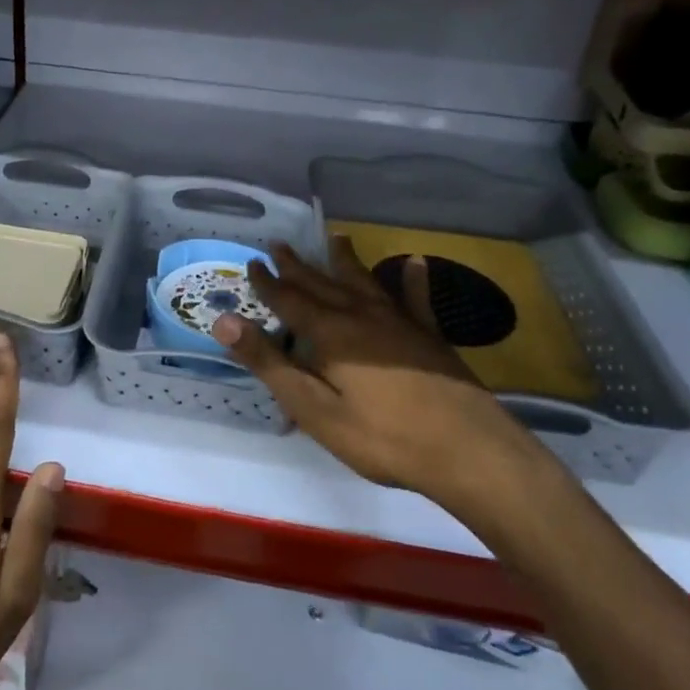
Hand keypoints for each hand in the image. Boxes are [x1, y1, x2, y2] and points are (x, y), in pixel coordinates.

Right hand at [211, 239, 546, 524]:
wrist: (467, 450)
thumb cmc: (381, 436)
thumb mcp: (313, 407)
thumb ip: (269, 363)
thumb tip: (223, 321)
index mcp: (330, 333)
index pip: (290, 300)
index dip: (268, 283)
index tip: (252, 263)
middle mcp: (362, 316)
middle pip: (323, 285)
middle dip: (298, 266)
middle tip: (280, 244)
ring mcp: (400, 323)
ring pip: (365, 282)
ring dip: (346, 261)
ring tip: (335, 239)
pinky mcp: (429, 337)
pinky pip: (416, 300)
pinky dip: (412, 280)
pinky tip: (416, 263)